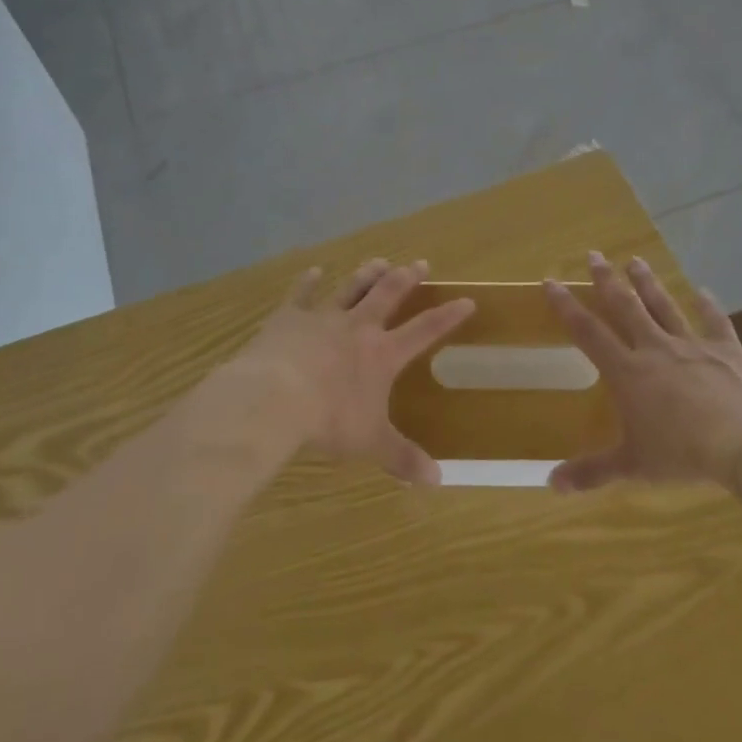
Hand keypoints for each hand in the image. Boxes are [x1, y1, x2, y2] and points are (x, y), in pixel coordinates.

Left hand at [224, 259, 474, 485]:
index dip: (448, 315)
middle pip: (388, 294)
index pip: (425, 330)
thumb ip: (402, 457)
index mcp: (382, 354)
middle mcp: (358, 327)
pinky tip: (315, 270)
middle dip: (406, 278)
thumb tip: (438, 481)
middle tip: (420, 263)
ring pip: (351, 288)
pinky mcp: (289, 317)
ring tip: (379, 261)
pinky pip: (302, 293)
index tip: (467, 300)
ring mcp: (323, 317)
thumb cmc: (329, 420)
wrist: (274, 397)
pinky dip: (309, 281)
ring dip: (366, 274)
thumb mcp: (370, 443)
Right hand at [542, 252, 741, 490]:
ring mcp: (693, 345)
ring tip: (635, 260)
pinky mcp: (728, 350)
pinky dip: (708, 306)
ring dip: (648, 283)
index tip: (551, 281)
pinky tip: (703, 291)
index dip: (566, 306)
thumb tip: (550, 485)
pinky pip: (715, 322)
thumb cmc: (685, 454)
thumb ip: (592, 472)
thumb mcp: (634, 466)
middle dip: (606, 280)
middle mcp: (655, 349)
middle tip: (594, 255)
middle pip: (625, 306)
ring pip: (664, 306)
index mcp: (628, 372)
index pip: (588, 332)